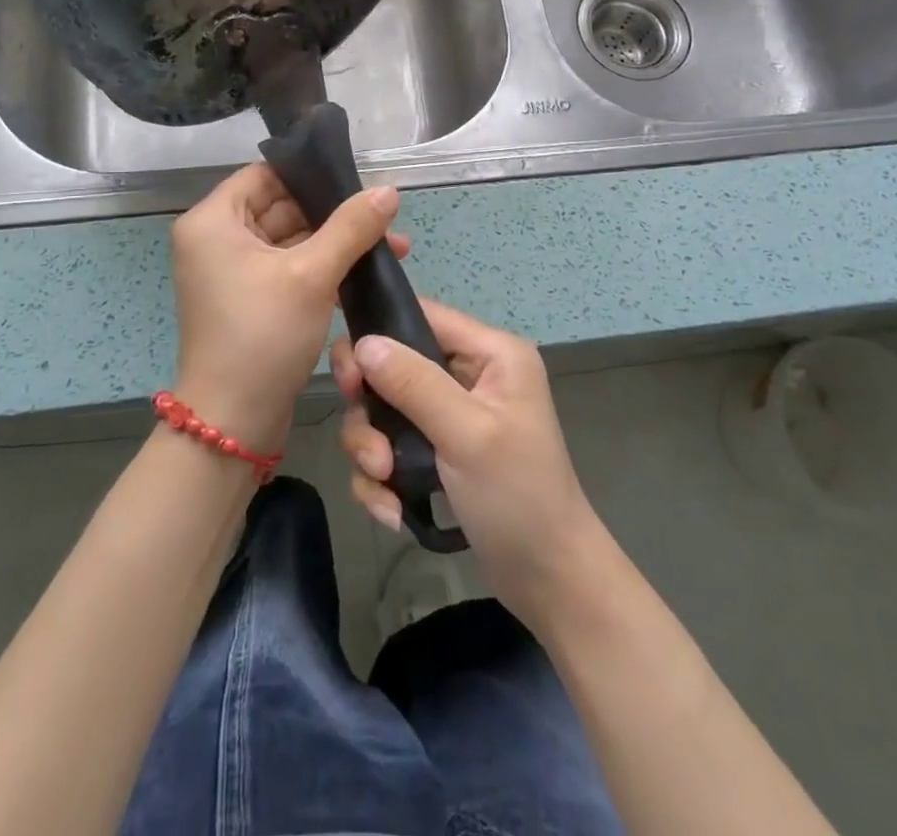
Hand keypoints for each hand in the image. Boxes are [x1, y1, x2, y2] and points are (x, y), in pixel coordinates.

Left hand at [170, 164, 406, 455]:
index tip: (357, 179)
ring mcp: (233, 272)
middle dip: (335, 214)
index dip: (310, 174)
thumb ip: (351, 227)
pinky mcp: (251, 299)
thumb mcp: (311, 275)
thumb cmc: (262, 335)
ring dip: (336, 243)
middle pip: (282, 207)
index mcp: (213, 221)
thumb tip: (389, 190)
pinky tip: (366, 272)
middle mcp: (216, 240)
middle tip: (387, 218)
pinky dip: (323, 268)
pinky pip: (289, 268)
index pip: (265, 175)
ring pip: (291, 240)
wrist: (233, 423)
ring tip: (393, 246)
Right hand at [331, 301, 603, 620]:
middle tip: (369, 447)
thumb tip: (363, 343)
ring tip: (385, 484)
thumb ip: (414, 383)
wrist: (548, 581)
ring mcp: (451, 413)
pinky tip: (392, 510)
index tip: (348, 377)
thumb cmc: (518, 497)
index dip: (379, 333)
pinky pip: (390, 445)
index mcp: (490, 352)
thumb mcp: (467, 434)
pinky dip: (383, 478)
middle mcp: (470, 373)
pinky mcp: (437, 449)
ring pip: (384, 409)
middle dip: (372, 410)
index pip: (423, 315)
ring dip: (373, 449)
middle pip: (393, 365)